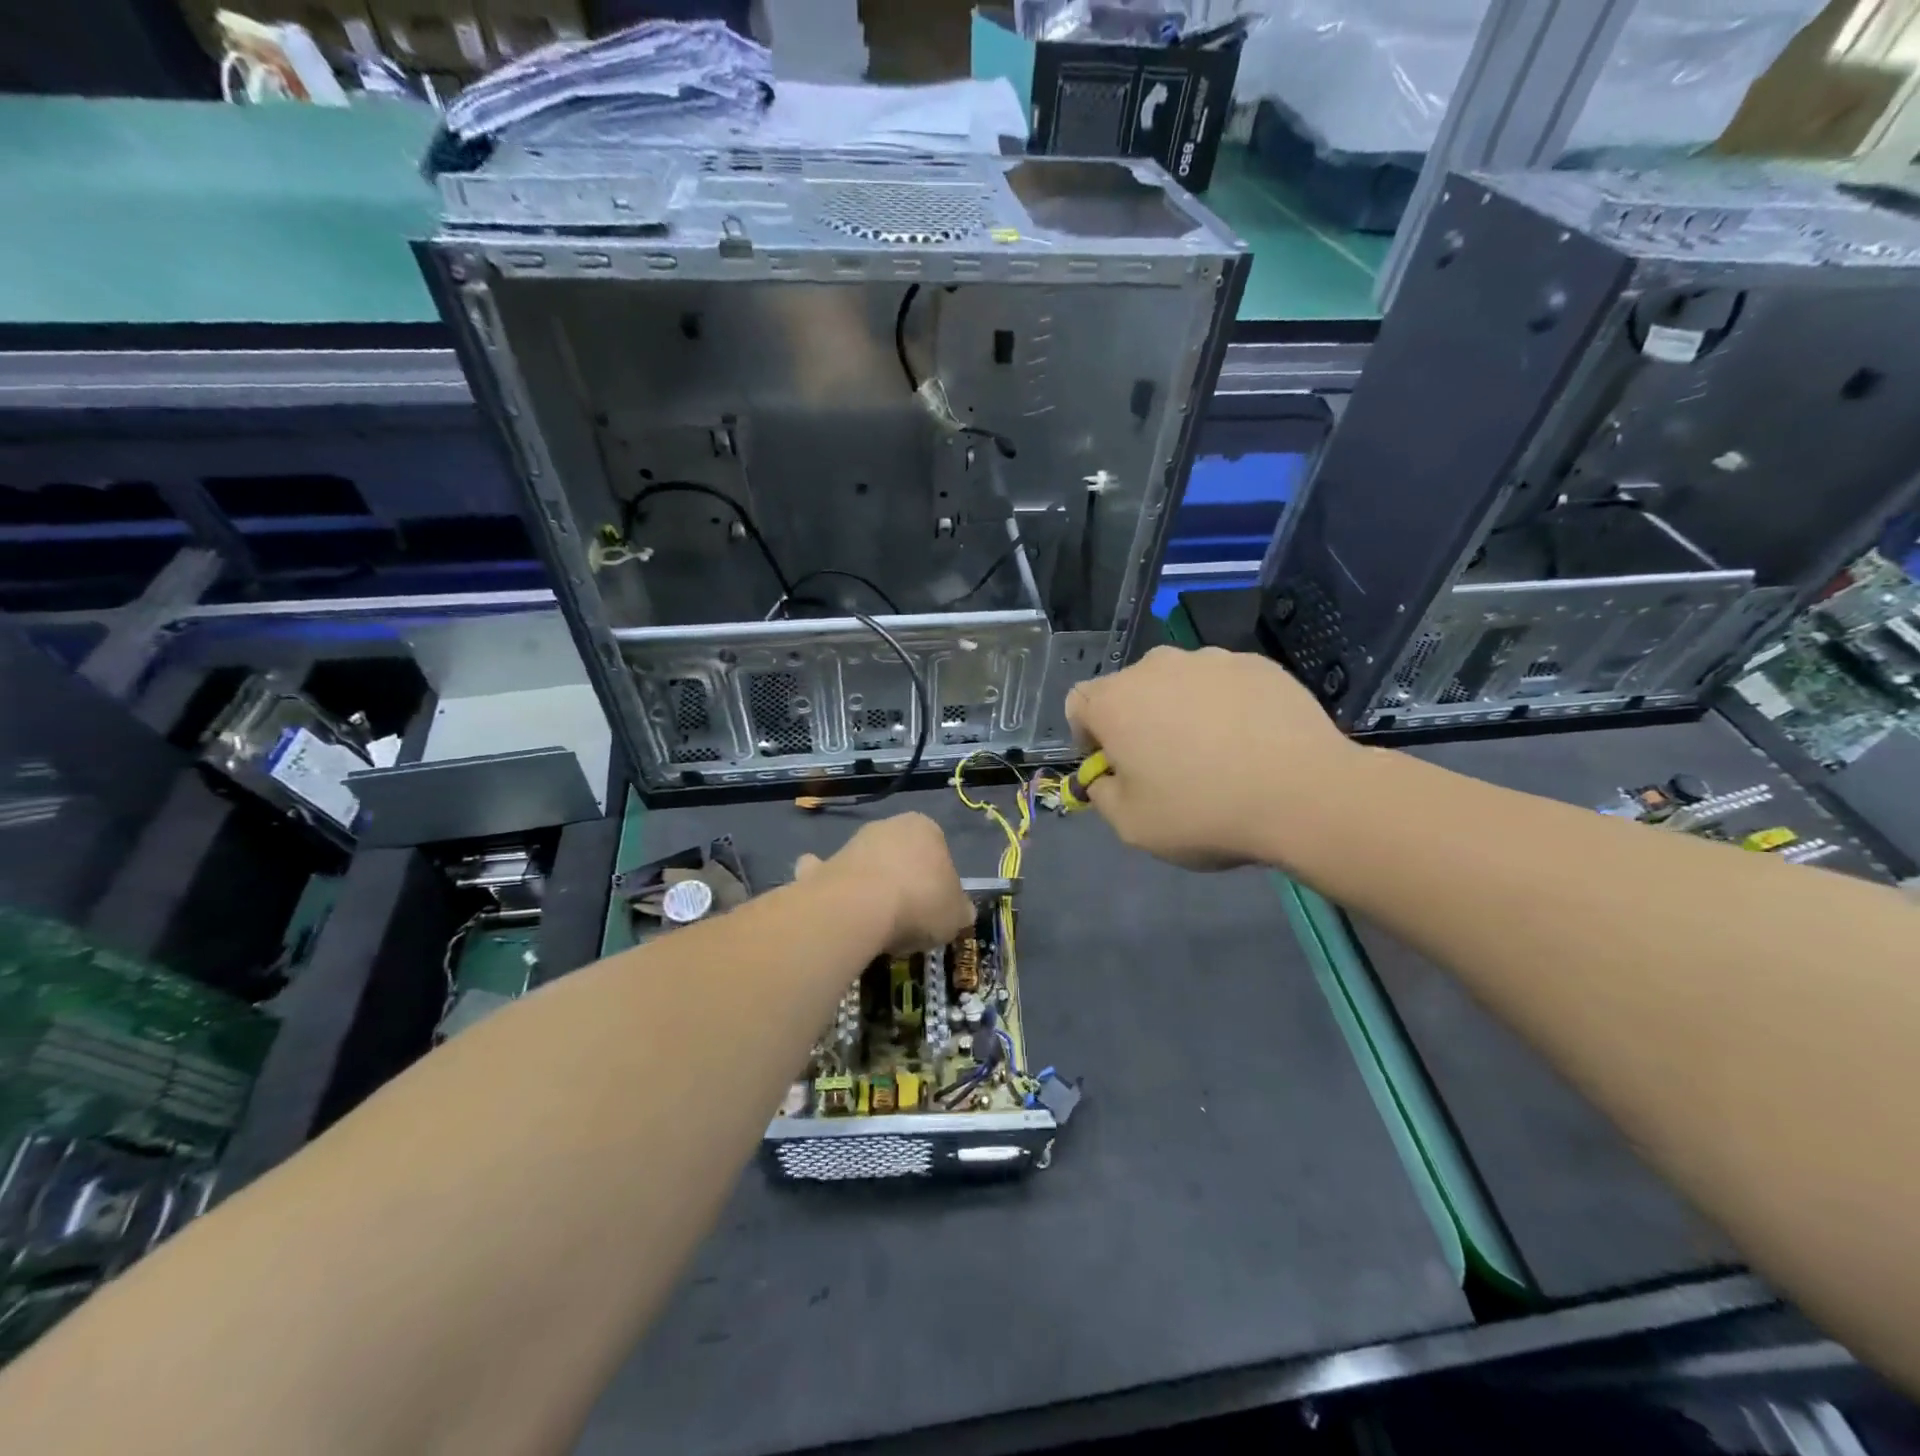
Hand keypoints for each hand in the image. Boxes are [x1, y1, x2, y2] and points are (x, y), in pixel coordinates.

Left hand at [795, 813, 974, 953]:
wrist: (859, 908)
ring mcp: (852, 844)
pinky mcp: (823, 866)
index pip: (939, 852)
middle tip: (909, 919)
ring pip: (868, 866)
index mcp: (926, 828)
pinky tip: (837, 912)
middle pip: (901, 857)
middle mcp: (888, 826)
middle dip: (904, 881)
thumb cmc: (920, 902)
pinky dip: (832, 890)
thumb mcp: (956, 914)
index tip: (936, 909)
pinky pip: (831, 878)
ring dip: (871, 887)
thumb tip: (961, 911)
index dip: (939, 883)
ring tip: (877, 927)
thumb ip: (960, 909)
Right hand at [1065, 645, 1358, 868]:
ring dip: (1181, 711)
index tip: (1115, 769)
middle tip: (1165, 765)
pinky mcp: (1256, 663)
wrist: (1305, 794)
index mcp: (1116, 701)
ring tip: (1215, 753)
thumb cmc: (1204, 812)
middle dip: (1136, 722)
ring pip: (1178, 684)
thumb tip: (1106, 778)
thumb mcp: (1132, 826)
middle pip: (1130, 690)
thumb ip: (1103, 795)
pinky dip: (1225, 706)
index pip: (1078, 704)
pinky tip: (1250, 742)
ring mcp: (1210, 659)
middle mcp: (1156, 666)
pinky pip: (1223, 683)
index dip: (1088, 738)